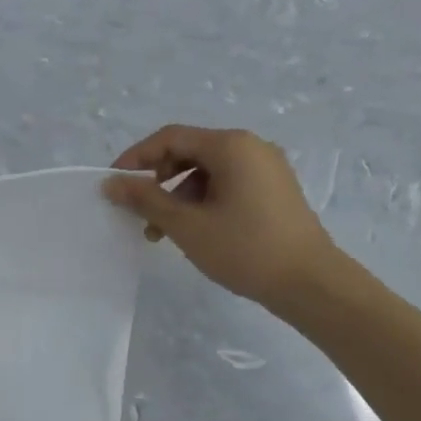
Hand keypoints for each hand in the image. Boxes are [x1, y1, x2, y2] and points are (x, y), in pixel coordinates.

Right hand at [104, 125, 338, 308]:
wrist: (309, 283)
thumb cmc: (244, 249)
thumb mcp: (187, 225)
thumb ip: (145, 199)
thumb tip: (111, 183)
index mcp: (231, 145)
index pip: (171, 138)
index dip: (136, 158)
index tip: (114, 184)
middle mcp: (251, 147)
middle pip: (189, 152)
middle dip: (158, 181)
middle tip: (139, 213)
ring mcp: (266, 168)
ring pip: (207, 172)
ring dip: (178, 196)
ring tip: (163, 232)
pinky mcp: (274, 190)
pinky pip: (227, 184)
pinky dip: (202, 201)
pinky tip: (194, 231)